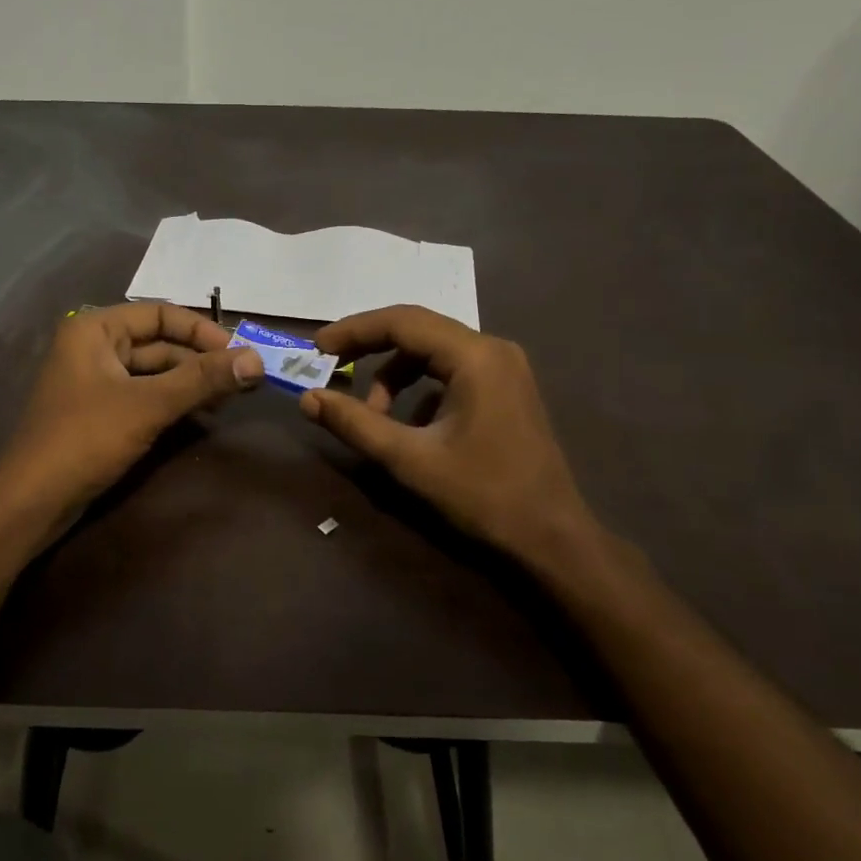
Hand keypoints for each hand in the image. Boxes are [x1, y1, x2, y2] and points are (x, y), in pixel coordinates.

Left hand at [0, 302, 262, 516]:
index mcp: (95, 329)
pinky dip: (173, 402)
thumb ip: (202, 380)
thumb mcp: (148, 405)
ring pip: (155, 372)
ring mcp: (96, 381)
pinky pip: (145, 395)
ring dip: (191, 383)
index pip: (160, 313)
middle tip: (244, 380)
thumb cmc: (86, 439)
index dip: (202, 331)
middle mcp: (94, 346)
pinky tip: (202, 415)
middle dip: (201, 361)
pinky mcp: (101, 412)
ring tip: (231, 399)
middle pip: (160, 343)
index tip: (239, 354)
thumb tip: (256, 359)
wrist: (32, 501)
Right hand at [300, 305, 601, 563]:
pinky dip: (420, 389)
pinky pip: (451, 372)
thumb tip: (308, 398)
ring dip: (395, 375)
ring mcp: (504, 368)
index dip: (354, 330)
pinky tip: (409, 426)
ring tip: (374, 416)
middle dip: (370, 348)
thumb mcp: (409, 459)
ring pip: (433, 352)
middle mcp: (493, 350)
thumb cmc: (483, 495)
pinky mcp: (506, 389)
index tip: (317, 348)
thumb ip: (355, 424)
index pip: (402, 322)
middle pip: (417, 330)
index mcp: (475, 356)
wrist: (552, 538)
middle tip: (331, 367)